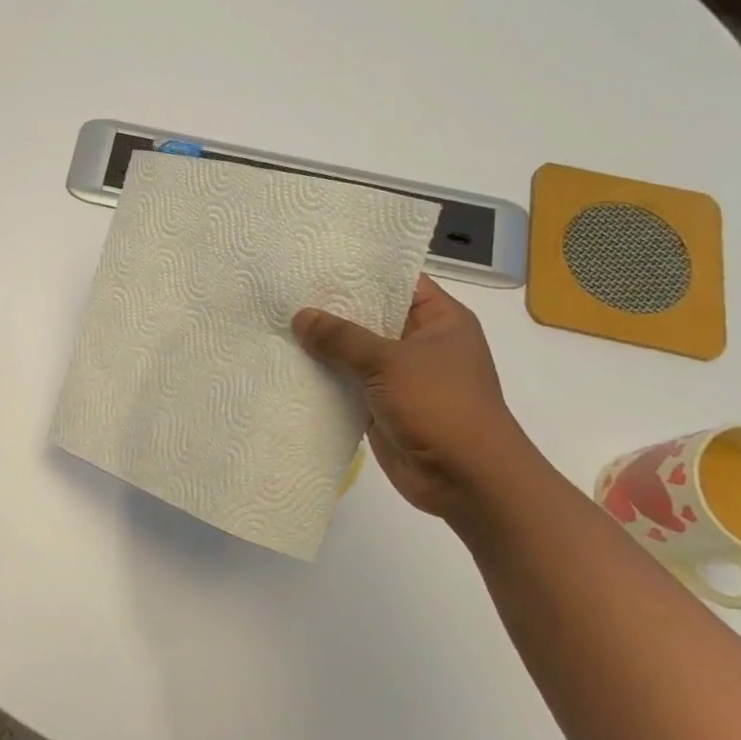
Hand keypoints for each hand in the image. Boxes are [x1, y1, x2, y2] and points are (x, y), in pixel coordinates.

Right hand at [294, 276, 526, 516]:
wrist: (466, 481)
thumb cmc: (442, 407)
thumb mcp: (390, 363)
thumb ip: (342, 338)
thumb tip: (300, 316)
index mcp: (439, 320)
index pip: (397, 281)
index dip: (359, 271)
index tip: (315, 258)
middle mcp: (419, 343)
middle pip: (369, 316)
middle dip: (330, 308)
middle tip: (283, 290)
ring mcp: (399, 377)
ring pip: (354, 352)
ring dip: (322, 346)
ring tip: (274, 322)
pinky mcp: (381, 406)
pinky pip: (347, 384)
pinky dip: (322, 378)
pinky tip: (285, 365)